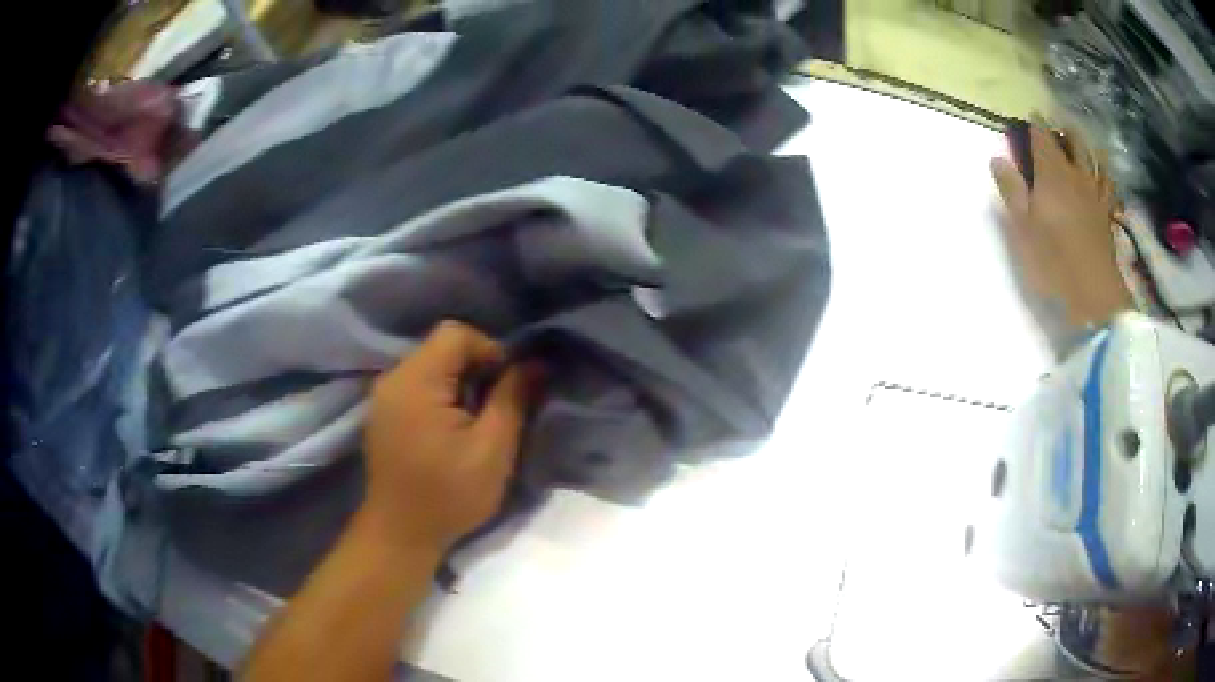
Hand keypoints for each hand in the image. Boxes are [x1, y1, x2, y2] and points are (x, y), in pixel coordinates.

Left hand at [362, 320, 541, 553]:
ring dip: (460, 383)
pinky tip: (451, 430)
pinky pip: (417, 385)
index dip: (489, 350)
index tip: (507, 388)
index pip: (455, 334)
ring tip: (476, 420)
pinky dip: (441, 396)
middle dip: (476, 368)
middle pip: (441, 347)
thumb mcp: (492, 450)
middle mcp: (392, 379)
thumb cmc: (448, 496)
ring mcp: (383, 397)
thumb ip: (513, 399)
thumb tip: (536, 362)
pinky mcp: (383, 414)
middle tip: (496, 408)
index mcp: (415, 381)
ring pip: (430, 365)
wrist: (400, 535)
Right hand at [991, 125, 1133, 327]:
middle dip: (1063, 129)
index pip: (1043, 137)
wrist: (1094, 297)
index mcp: (1052, 174)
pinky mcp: (1107, 215)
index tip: (1029, 115)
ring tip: (1080, 140)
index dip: (1035, 123)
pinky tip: (1102, 173)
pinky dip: (1104, 173)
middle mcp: (1076, 176)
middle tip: (1055, 126)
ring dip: (1086, 145)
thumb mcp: (1022, 229)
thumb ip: (1011, 190)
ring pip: (1093, 158)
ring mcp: (1095, 195)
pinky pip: (1108, 185)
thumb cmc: (1053, 263)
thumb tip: (997, 158)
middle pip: (1073, 141)